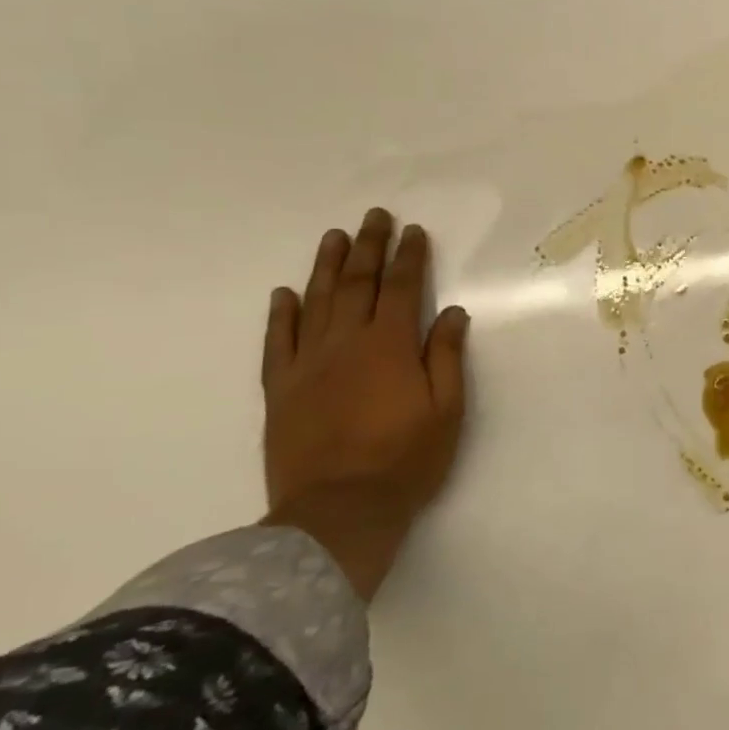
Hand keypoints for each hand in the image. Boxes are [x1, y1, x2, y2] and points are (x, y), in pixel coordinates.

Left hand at [260, 208, 470, 596]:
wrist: (338, 512)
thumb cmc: (406, 460)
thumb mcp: (447, 409)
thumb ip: (446, 356)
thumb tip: (451, 312)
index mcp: (390, 346)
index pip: (402, 288)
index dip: (409, 257)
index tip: (414, 231)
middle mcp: (345, 344)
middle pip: (357, 284)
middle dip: (369, 247)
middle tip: (375, 217)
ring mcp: (307, 365)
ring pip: (316, 303)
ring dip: (326, 267)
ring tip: (334, 237)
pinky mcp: (279, 390)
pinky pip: (277, 343)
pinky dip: (281, 315)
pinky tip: (285, 294)